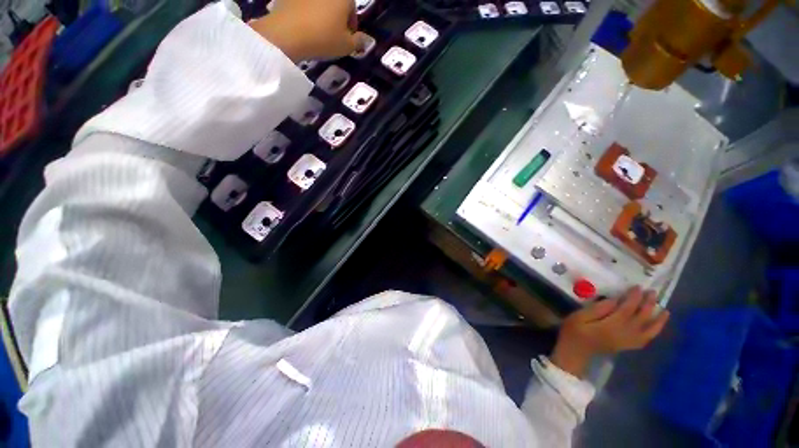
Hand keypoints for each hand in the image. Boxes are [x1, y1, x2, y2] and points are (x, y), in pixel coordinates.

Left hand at [249, 0, 365, 61]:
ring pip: (318, 3)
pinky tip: (304, 25)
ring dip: (321, 12)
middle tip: (334, 33)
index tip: (348, 36)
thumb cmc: (324, 38)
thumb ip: (358, 42)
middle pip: (335, 3)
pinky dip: (306, 11)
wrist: (288, 32)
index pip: (352, 7)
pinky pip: (303, 4)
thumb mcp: (346, 46)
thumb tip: (364, 39)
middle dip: (337, 15)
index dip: (351, 23)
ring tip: (319, 29)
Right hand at [551, 287, 669, 377]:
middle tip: (652, 292)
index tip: (638, 286)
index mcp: (612, 325)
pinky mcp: (627, 346)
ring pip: (649, 330)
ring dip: (658, 320)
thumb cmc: (574, 331)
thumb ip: (598, 309)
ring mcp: (628, 341)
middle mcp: (625, 334)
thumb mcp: (579, 316)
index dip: (634, 297)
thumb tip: (615, 300)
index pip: (628, 309)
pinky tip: (655, 326)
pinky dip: (653, 332)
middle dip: (648, 304)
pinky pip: (645, 339)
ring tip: (664, 310)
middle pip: (641, 317)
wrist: (575, 352)